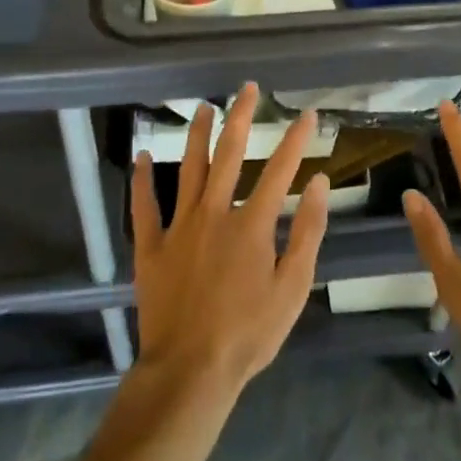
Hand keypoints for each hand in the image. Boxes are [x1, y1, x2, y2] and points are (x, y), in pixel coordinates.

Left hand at [130, 83, 329, 401]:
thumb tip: (317, 182)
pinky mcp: (151, 246)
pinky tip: (142, 156)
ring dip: (197, 135)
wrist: (190, 372)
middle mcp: (215, 212)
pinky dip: (142, 180)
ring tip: (203, 108)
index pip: (280, 169)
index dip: (296, 139)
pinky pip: (144, 206)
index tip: (307, 113)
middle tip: (247, 89)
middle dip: (241, 117)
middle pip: (229, 153)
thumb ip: (308, 232)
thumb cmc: (249, 334)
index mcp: (252, 223)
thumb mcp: (293, 288)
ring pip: (189, 168)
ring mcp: (179, 226)